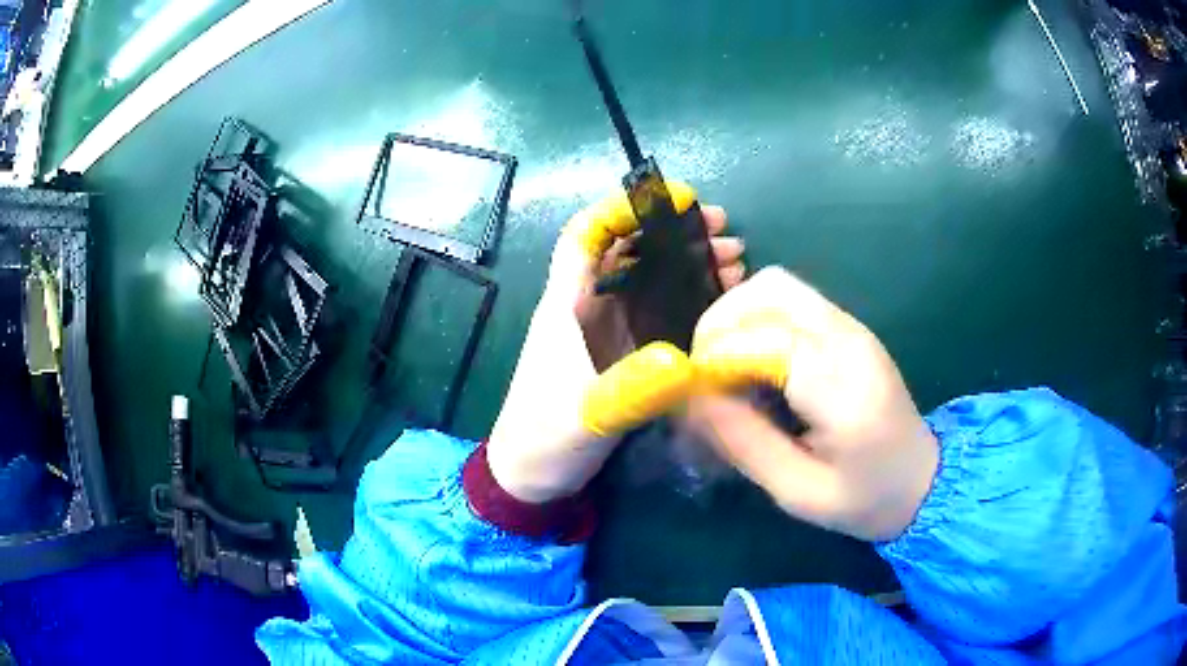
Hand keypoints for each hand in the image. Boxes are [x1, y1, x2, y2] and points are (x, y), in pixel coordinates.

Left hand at [487, 185, 744, 503]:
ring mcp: (605, 333)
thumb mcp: (588, 414)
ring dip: (687, 265)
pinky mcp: (620, 357)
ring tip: (734, 261)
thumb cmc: (546, 439)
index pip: (586, 236)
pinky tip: (720, 302)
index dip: (622, 209)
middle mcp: (586, 309)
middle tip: (723, 230)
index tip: (672, 199)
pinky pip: (657, 314)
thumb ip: (632, 388)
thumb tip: (686, 358)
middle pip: (629, 252)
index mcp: (567, 306)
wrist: (531, 477)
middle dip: (674, 233)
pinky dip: (688, 301)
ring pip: (648, 281)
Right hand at [686, 267, 938, 540]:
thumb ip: (745, 441)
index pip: (766, 341)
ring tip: (722, 363)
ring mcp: (852, 328)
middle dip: (720, 323)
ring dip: (736, 315)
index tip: (692, 392)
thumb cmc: (863, 498)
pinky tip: (752, 359)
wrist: (922, 480)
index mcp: (842, 388)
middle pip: (770, 291)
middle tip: (703, 371)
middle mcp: (849, 341)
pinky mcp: (850, 328)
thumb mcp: (797, 491)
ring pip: (777, 286)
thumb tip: (694, 398)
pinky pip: (791, 300)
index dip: (717, 358)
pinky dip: (757, 318)